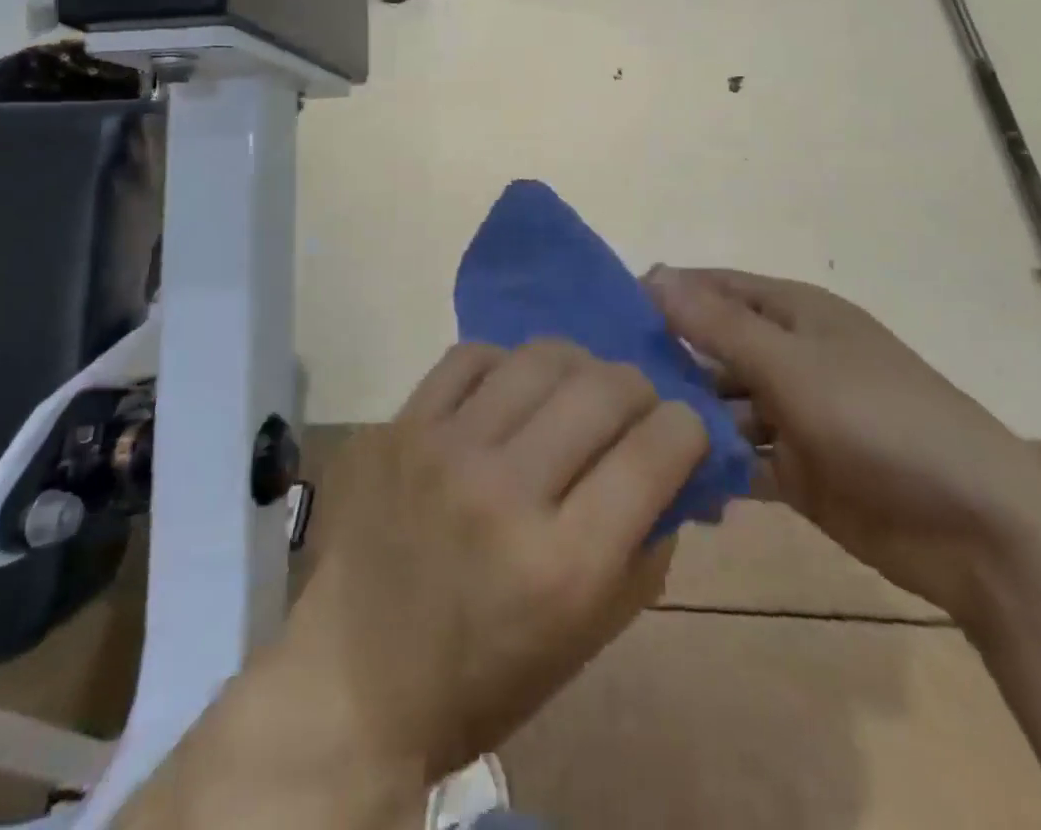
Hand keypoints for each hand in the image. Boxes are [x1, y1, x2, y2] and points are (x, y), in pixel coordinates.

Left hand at [283, 340, 707, 789]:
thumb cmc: (486, 676)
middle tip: (631, 409)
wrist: (354, 683)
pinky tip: (506, 392)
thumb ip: (645, 545)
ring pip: (540, 357)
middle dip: (638, 390)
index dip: (686, 428)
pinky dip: (504, 365)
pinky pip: (470, 358)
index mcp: (564, 564)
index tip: (681, 431)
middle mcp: (505, 491)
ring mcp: (444, 449)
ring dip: (576, 368)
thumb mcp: (589, 636)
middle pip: (603, 387)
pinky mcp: (398, 427)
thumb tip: (673, 464)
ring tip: (571, 392)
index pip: (657, 449)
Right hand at [646, 267, 1040, 625]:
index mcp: (795, 314)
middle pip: (715, 347)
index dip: (668, 293)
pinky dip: (713, 465)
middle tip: (605, 380)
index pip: (716, 288)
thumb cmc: (880, 420)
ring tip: (628, 432)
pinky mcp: (800, 470)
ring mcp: (795, 415)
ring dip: (687, 415)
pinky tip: (670, 476)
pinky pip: (741, 458)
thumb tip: (654, 274)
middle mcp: (791, 356)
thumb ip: (718, 324)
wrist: (978, 529)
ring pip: (723, 404)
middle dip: (668, 359)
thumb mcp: (791, 364)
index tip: (607, 312)